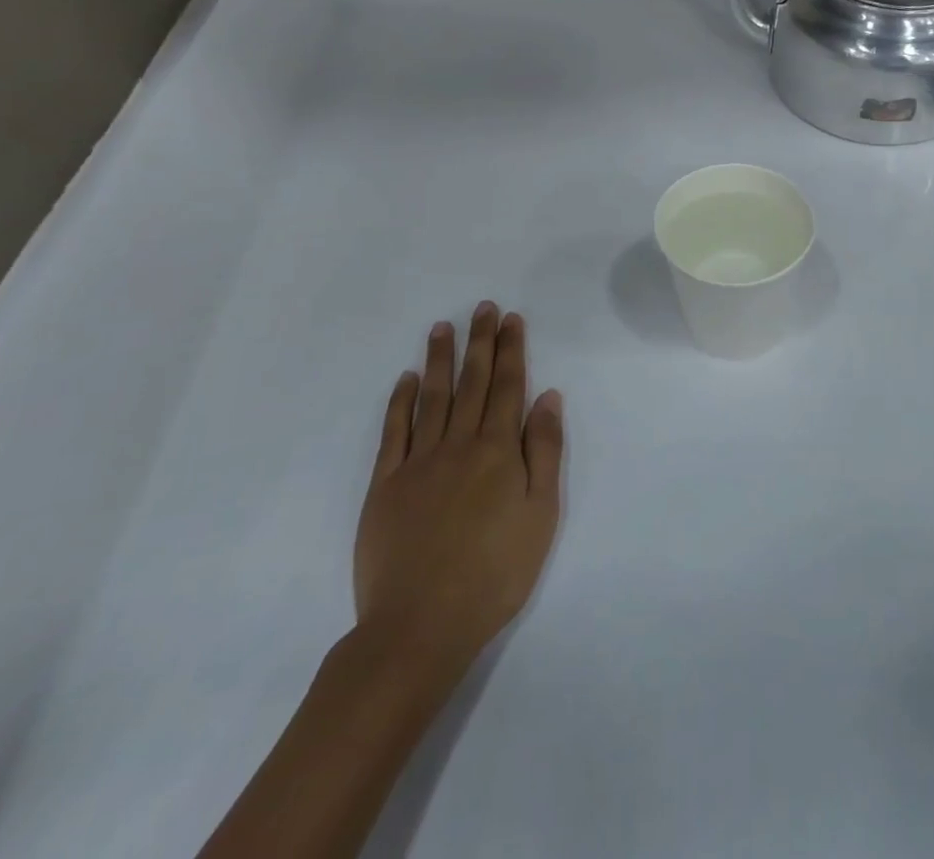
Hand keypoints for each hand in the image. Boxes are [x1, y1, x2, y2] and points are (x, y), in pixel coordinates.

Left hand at [352, 303, 563, 680]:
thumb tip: (548, 397)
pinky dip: (399, 402)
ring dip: (439, 360)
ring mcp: (418, 462)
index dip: (511, 350)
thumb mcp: (541, 515)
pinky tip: (405, 380)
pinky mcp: (385, 485)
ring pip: (432, 397)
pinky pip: (393, 432)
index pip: (508, 387)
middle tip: (483, 308)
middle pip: (473, 383)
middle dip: (480, 342)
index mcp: (498, 451)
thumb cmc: (495, 573)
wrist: (420, 625)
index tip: (511, 319)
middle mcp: (458, 444)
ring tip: (443, 327)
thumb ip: (544, 451)